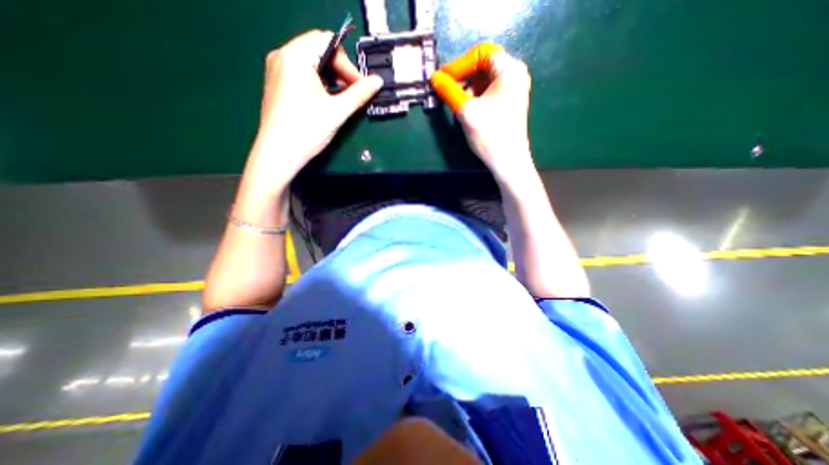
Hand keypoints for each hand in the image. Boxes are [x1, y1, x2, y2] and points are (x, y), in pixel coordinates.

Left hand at [249, 28, 384, 182]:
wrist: (279, 153)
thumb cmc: (307, 130)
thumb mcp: (337, 111)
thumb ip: (359, 93)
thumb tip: (378, 81)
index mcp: (295, 55)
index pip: (328, 42)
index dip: (348, 64)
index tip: (359, 86)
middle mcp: (282, 56)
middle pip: (319, 50)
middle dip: (340, 71)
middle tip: (352, 93)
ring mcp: (277, 70)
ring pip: (311, 63)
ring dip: (331, 78)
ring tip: (340, 100)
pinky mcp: (277, 84)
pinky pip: (302, 74)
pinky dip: (318, 84)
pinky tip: (325, 101)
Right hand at [431, 44, 533, 181]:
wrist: (508, 162)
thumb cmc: (490, 134)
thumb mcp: (466, 110)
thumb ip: (449, 91)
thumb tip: (434, 78)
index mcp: (509, 69)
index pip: (480, 54)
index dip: (458, 65)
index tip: (442, 79)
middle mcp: (514, 75)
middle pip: (483, 66)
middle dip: (462, 77)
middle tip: (446, 90)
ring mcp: (513, 90)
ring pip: (484, 81)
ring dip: (467, 89)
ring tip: (455, 103)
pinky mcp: (509, 104)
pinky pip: (488, 92)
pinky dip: (475, 97)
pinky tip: (467, 109)